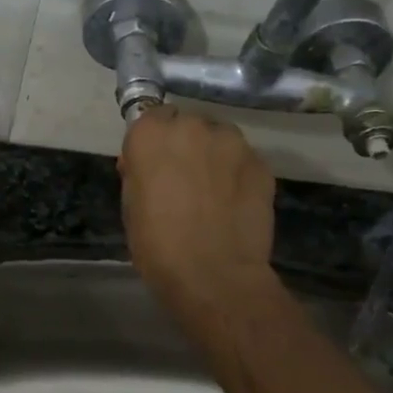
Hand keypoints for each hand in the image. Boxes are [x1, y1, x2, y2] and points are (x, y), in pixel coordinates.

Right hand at [119, 106, 276, 327]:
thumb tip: (145, 165)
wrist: (214, 276)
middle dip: (184, 145)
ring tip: (213, 190)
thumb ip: (138, 174)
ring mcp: (232, 143)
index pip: (150, 117)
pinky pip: (243, 160)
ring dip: (213, 155)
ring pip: (219, 138)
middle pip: (187, 125)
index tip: (152, 164)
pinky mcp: (261, 163)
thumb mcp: (130, 206)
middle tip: (182, 179)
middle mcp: (192, 127)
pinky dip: (237, 174)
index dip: (152, 141)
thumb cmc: (158, 245)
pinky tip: (234, 203)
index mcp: (151, 135)